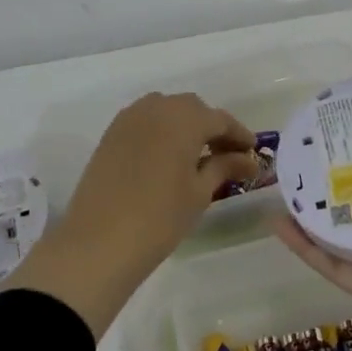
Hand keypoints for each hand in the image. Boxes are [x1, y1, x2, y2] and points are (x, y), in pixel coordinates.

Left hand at [13, 92, 258, 336]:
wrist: (99, 242)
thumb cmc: (160, 217)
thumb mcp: (199, 192)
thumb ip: (224, 167)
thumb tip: (249, 160)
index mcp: (184, 118)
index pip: (220, 119)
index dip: (239, 135)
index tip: (253, 153)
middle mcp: (156, 108)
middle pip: (192, 109)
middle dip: (212, 128)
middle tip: (227, 156)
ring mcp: (129, 119)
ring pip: (166, 111)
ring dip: (185, 126)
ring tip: (197, 156)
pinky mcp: (111, 134)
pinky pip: (145, 122)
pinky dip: (161, 131)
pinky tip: (168, 157)